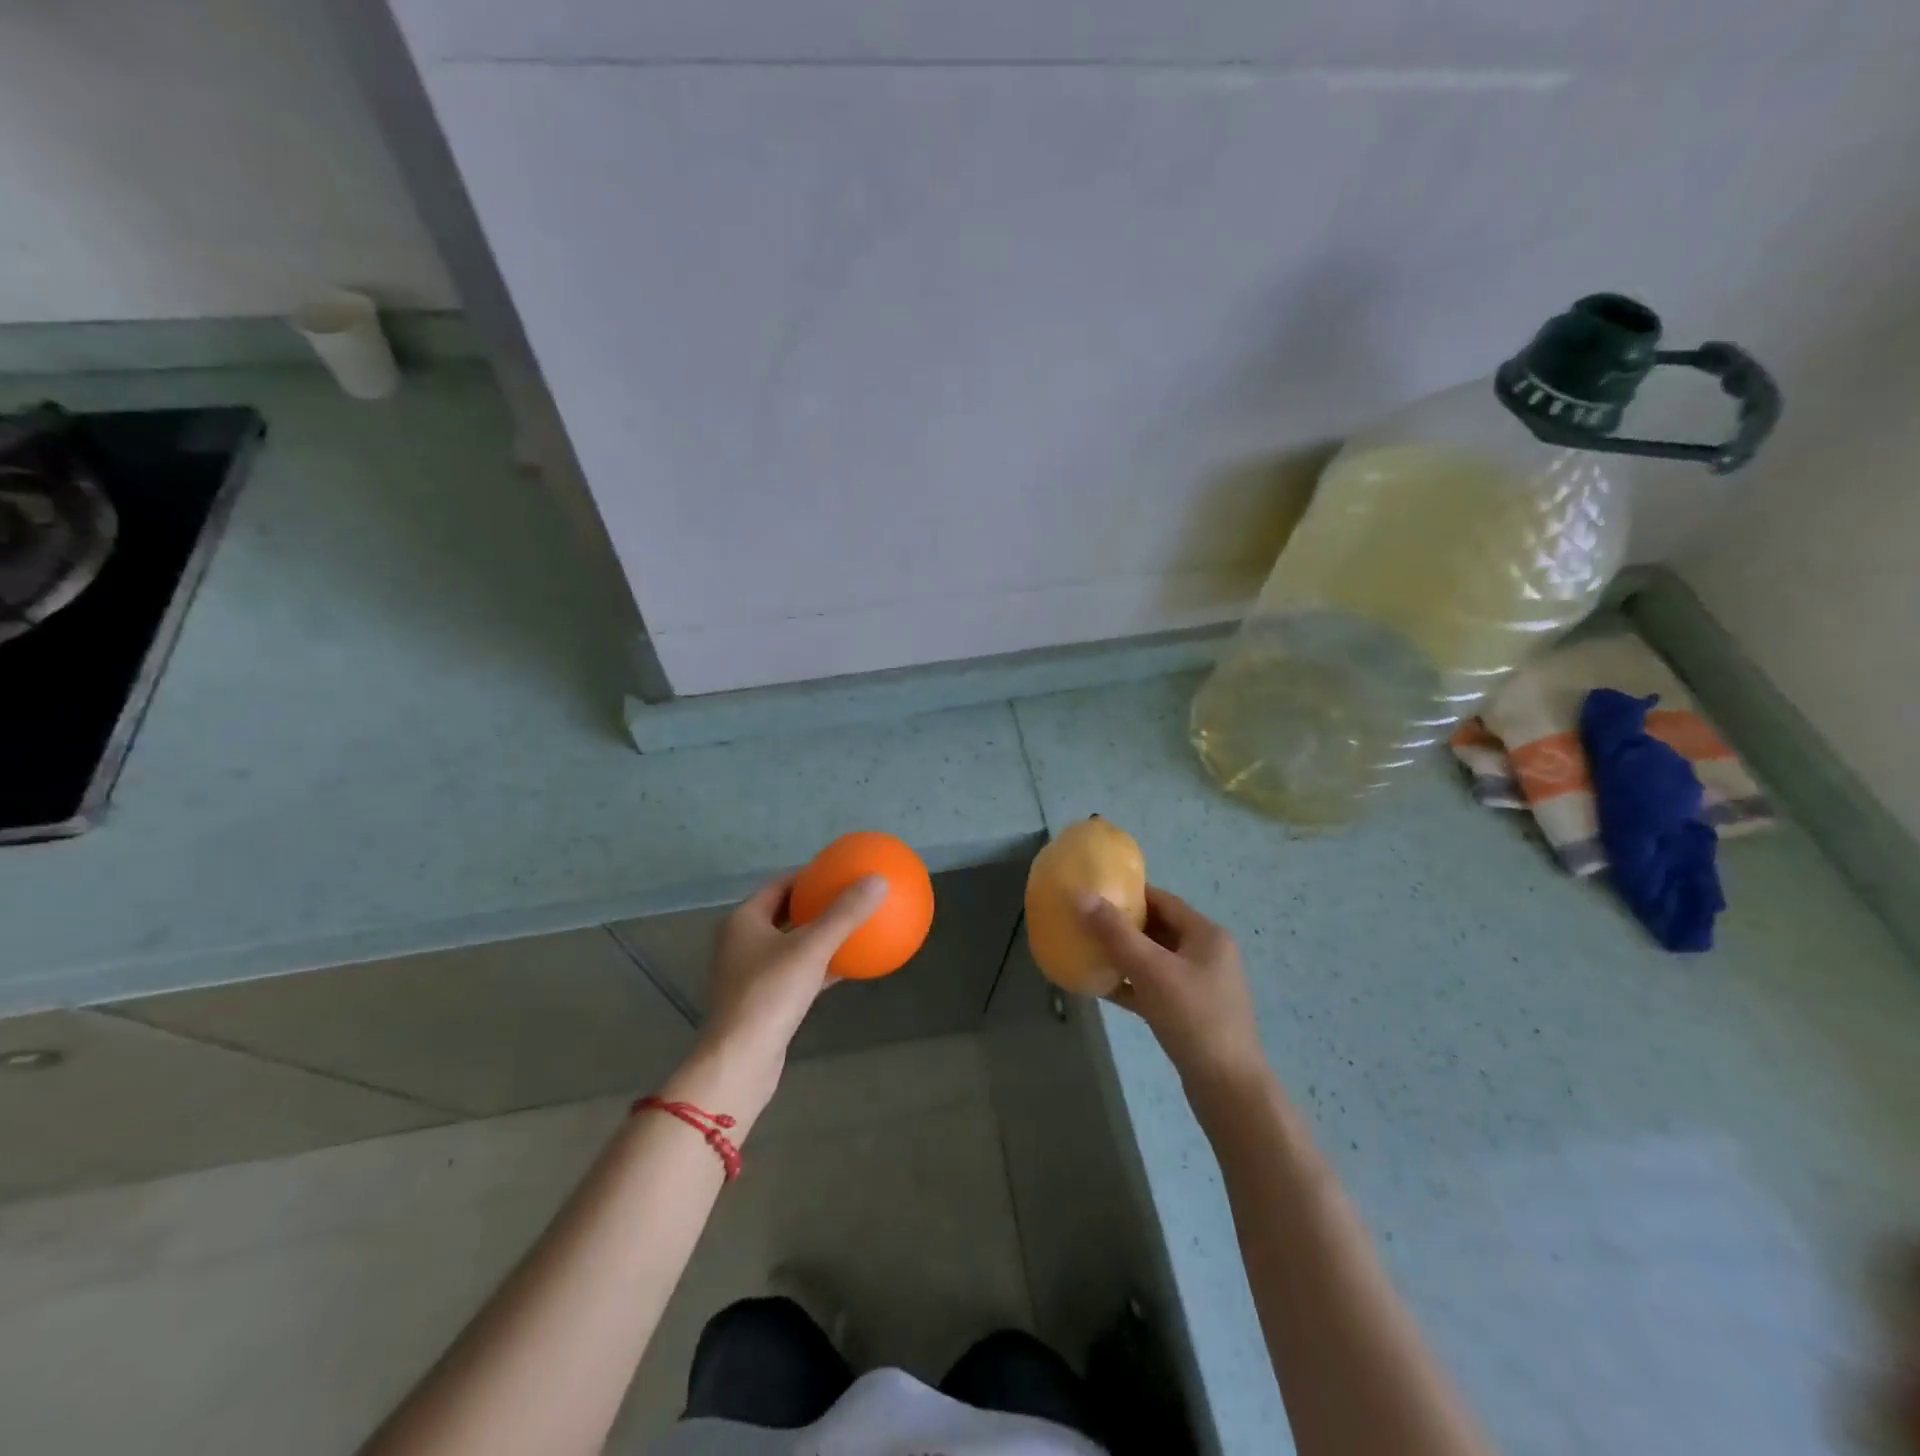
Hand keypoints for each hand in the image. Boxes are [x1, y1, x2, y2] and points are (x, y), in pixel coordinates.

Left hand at [701, 872, 888, 1070]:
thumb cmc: (769, 994)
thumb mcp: (812, 948)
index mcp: (744, 920)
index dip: (808, 875)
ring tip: (854, 926)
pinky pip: (797, 972)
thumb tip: (878, 879)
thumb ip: (844, 913)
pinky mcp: (763, 1001)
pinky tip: (850, 965)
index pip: (779, 885)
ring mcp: (751, 973)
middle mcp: (742, 942)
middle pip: (784, 913)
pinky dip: (820, 966)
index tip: (838, 871)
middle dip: (816, 904)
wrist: (741, 1060)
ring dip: (819, 936)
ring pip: (791, 944)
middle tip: (849, 896)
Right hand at [1080, 886, 1268, 1097]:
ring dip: (1123, 955)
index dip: (1129, 893)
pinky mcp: (1189, 1013)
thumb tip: (1082, 896)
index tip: (1095, 891)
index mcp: (1206, 935)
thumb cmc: (1193, 1018)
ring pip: (1154, 960)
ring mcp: (1199, 985)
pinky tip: (1099, 986)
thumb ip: (1115, 933)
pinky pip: (1153, 988)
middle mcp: (1206, 954)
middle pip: (1157, 928)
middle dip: (1121, 925)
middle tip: (1084, 921)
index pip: (1163, 900)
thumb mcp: (1151, 970)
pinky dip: (1129, 984)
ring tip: (1087, 949)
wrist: (1228, 1089)